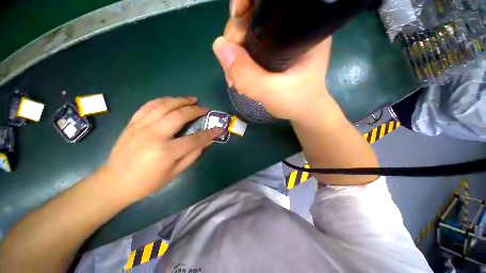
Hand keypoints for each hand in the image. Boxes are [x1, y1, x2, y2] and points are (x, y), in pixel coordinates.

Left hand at [101, 97, 220, 202]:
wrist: (115, 182)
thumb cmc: (148, 182)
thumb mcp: (175, 173)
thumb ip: (193, 155)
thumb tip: (207, 142)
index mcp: (166, 152)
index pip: (195, 139)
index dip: (209, 133)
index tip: (218, 128)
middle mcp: (154, 135)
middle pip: (179, 116)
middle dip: (195, 110)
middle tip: (205, 108)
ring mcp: (141, 127)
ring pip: (164, 106)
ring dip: (180, 100)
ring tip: (191, 99)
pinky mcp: (132, 123)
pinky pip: (149, 106)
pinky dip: (163, 100)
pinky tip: (171, 100)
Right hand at [213, 0, 333, 121]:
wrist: (302, 111)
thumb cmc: (295, 102)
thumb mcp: (271, 92)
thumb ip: (247, 75)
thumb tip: (219, 46)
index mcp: (303, 27)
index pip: (268, 4)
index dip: (247, 9)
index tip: (236, 25)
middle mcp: (292, 27)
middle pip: (254, 18)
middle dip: (236, 40)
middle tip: (233, 70)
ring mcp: (281, 40)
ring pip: (248, 34)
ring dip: (236, 53)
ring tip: (234, 77)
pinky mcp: (274, 52)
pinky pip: (250, 47)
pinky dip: (240, 60)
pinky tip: (239, 75)